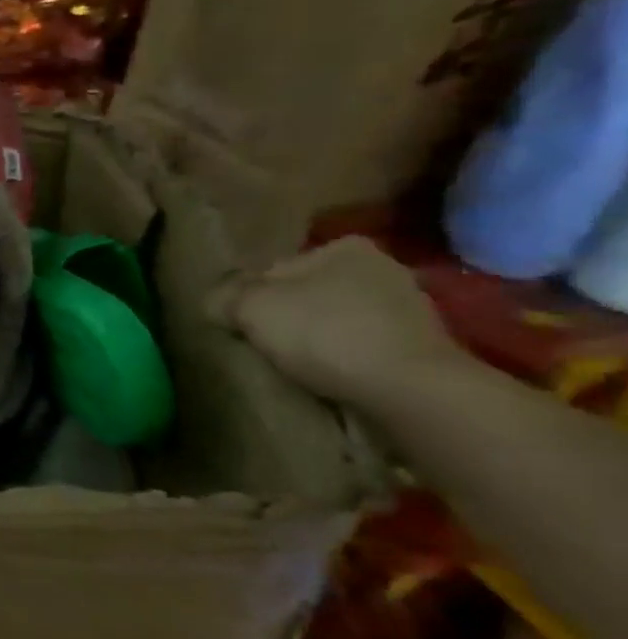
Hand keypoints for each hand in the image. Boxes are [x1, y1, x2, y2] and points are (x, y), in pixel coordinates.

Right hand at [211, 236, 462, 409]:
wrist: (409, 390)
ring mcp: (409, 311)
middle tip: (262, 345)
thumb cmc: (324, 332)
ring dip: (316, 340)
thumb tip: (215, 301)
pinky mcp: (421, 350)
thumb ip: (224, 296)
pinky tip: (328, 377)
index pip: (275, 269)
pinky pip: (362, 349)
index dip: (250, 296)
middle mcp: (383, 269)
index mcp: (345, 248)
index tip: (240, 323)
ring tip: (293, 366)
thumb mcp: (250, 307)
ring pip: (336, 321)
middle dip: (287, 316)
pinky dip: (343, 360)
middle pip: (308, 294)